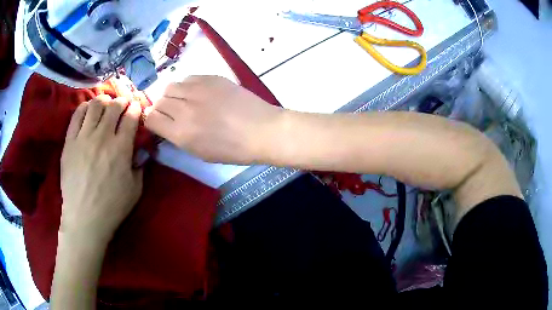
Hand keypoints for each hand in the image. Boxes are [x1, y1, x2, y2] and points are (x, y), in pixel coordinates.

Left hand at [60, 95, 142, 243]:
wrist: (84, 218)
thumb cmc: (112, 207)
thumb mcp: (135, 190)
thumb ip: (140, 166)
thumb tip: (141, 151)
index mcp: (121, 148)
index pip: (130, 117)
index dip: (134, 108)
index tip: (135, 108)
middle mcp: (102, 137)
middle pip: (113, 106)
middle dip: (120, 102)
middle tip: (121, 105)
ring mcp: (83, 137)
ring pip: (95, 105)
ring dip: (103, 101)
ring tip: (104, 105)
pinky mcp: (70, 142)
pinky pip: (77, 115)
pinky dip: (84, 107)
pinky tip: (88, 110)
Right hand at [144, 76, 282, 163]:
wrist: (262, 130)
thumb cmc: (233, 149)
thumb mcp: (200, 152)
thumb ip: (178, 137)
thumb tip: (166, 124)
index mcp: (181, 132)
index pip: (151, 119)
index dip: (152, 121)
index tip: (159, 123)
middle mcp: (184, 108)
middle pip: (158, 101)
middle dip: (161, 108)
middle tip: (173, 113)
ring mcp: (198, 89)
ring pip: (171, 86)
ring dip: (173, 95)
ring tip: (185, 101)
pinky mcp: (211, 77)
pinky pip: (188, 78)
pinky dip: (187, 86)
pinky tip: (198, 93)